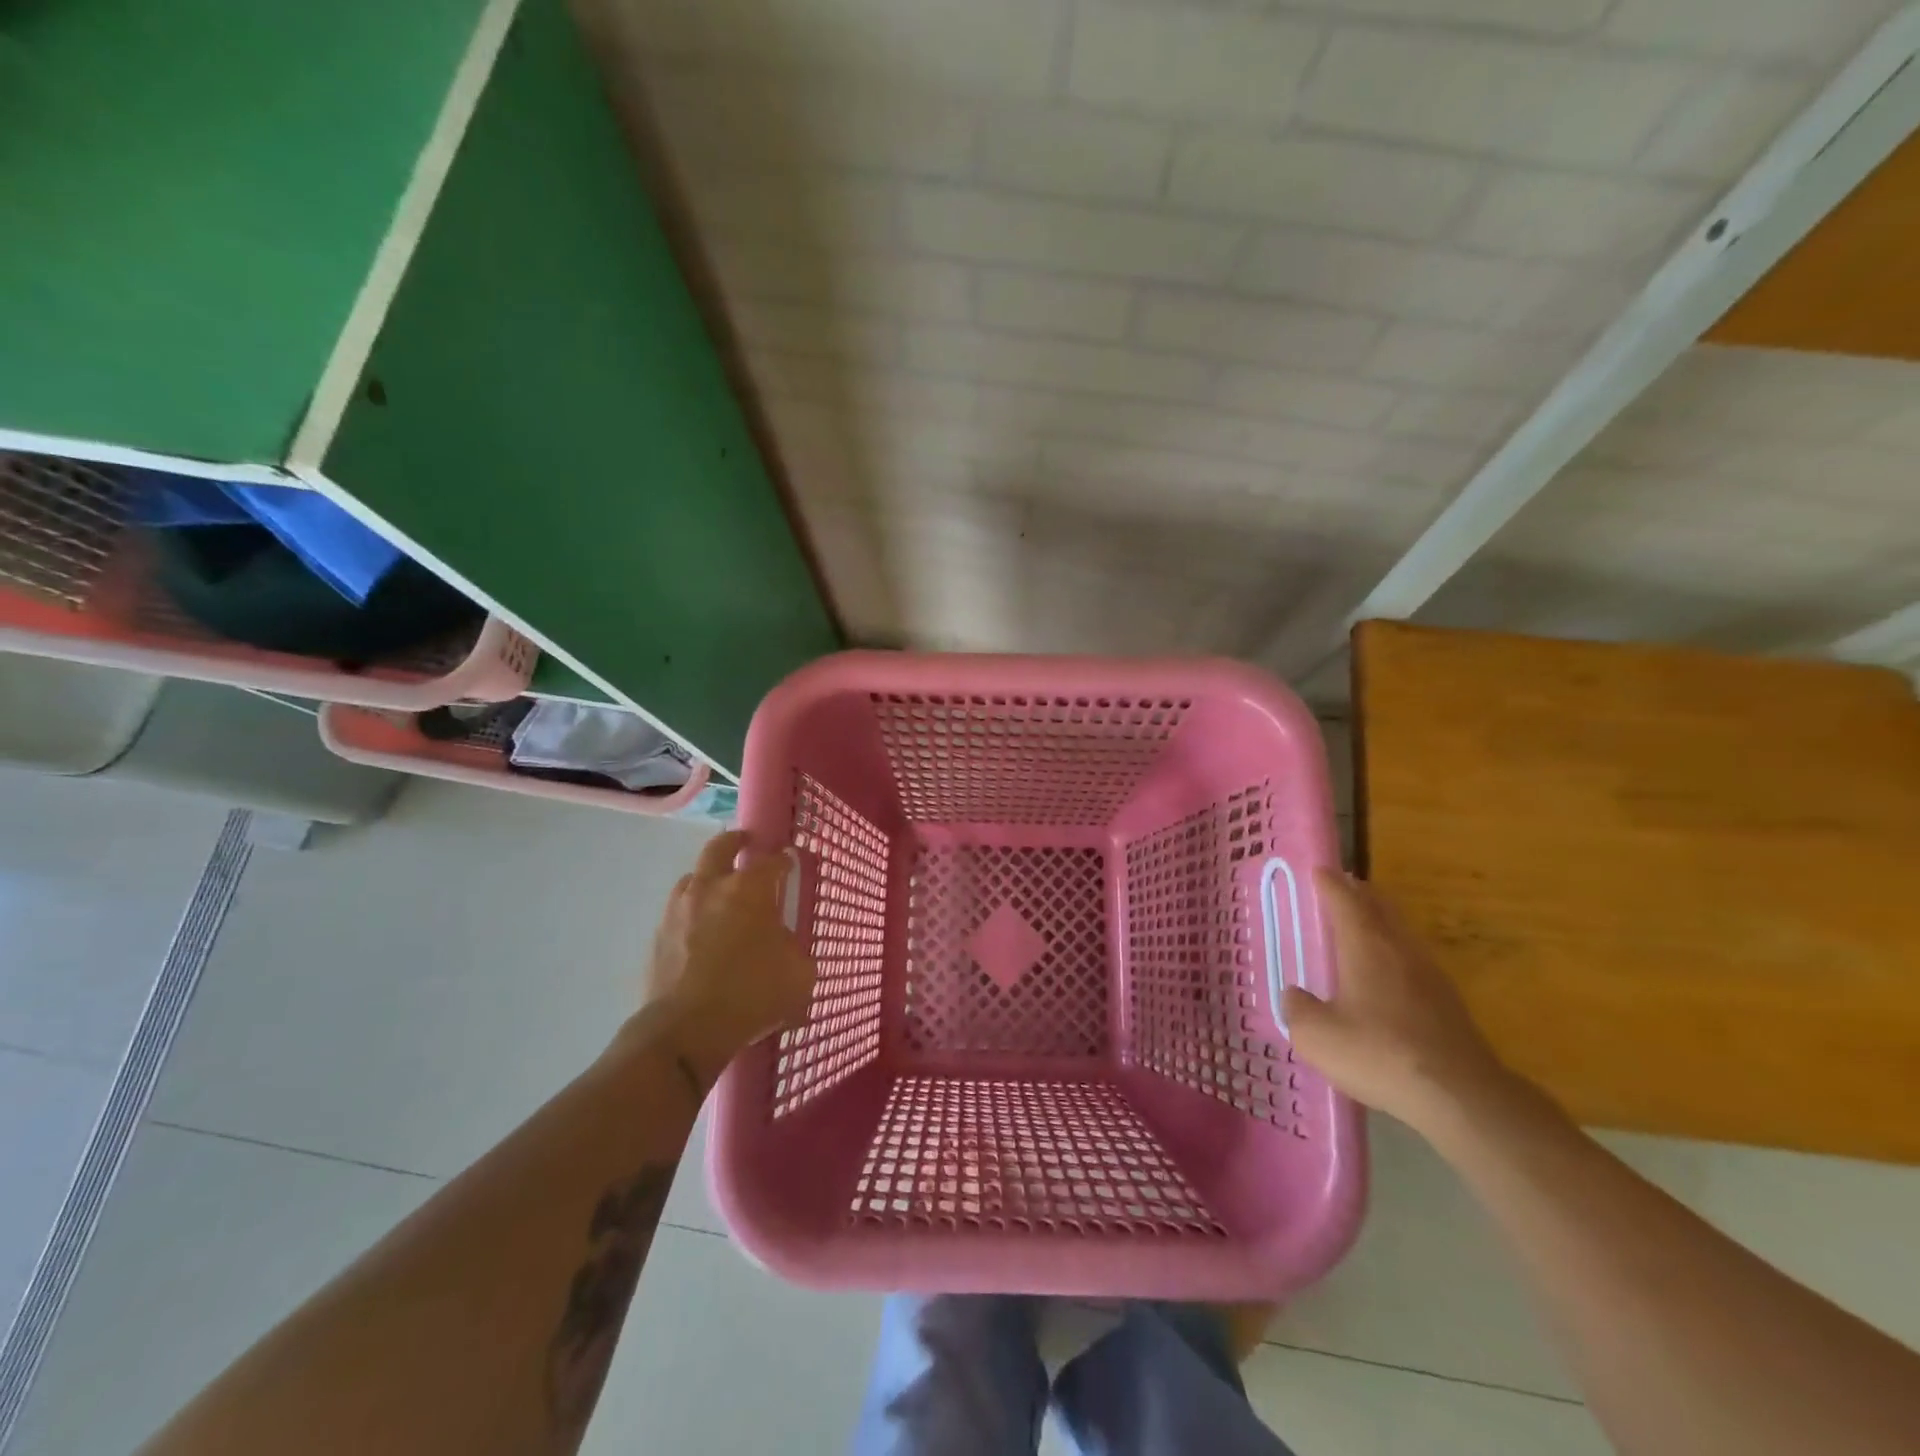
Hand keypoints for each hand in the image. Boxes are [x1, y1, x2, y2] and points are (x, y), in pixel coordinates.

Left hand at [639, 830, 815, 1085]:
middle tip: (747, 844)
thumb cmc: (751, 995)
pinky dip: (693, 911)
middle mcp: (711, 887)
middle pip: (721, 847)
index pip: (772, 861)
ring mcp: (679, 909)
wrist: (685, 1030)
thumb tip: (786, 944)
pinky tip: (702, 930)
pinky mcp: (658, 935)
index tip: (790, 864)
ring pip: (693, 877)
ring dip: (709, 876)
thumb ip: (796, 950)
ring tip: (721, 891)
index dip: (784, 861)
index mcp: (749, 889)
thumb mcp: (799, 974)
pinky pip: (678, 910)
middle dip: (736, 841)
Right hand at [1283, 869, 1509, 1131]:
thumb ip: (1298, 1009)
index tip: (1317, 870)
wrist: (1460, 1096)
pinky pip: (1414, 961)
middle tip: (1341, 887)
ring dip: (1380, 921)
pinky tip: (1387, 975)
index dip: (1328, 883)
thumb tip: (1295, 995)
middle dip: (1359, 893)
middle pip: (1380, 906)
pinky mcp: (1448, 1002)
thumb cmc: (1378, 1053)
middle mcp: (1399, 949)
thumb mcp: (1316, 1036)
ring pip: (1401, 932)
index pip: (1344, 899)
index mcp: (1365, 944)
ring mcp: (1430, 974)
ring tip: (1361, 926)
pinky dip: (1395, 953)